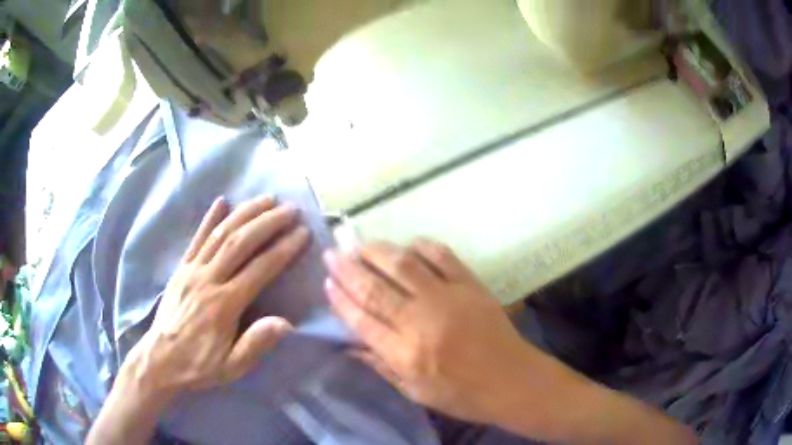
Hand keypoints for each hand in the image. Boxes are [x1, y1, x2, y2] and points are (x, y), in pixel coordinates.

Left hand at [88, 196, 309, 444]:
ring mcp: (192, 270)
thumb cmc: (199, 364)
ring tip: (266, 200)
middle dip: (267, 222)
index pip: (260, 269)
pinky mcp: (181, 268)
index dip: (283, 249)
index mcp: (224, 304)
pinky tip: (221, 201)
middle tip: (290, 209)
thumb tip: (287, 323)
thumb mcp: (232, 366)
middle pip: (240, 242)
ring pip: (220, 234)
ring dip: (245, 213)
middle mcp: (208, 279)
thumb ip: (256, 343)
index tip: (302, 233)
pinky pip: (196, 238)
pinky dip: (209, 218)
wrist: (160, 360)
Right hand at [323, 239, 535, 423]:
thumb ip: (381, 366)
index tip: (327, 283)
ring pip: (403, 265)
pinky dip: (421, 246)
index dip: (341, 299)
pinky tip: (408, 246)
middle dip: (348, 269)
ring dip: (376, 251)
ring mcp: (447, 297)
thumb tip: (350, 345)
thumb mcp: (415, 391)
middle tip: (331, 254)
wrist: (511, 380)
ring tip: (360, 245)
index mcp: (406, 354)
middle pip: (375, 289)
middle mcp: (421, 321)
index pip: (362, 320)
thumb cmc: (462, 394)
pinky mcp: (470, 284)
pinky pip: (441, 256)